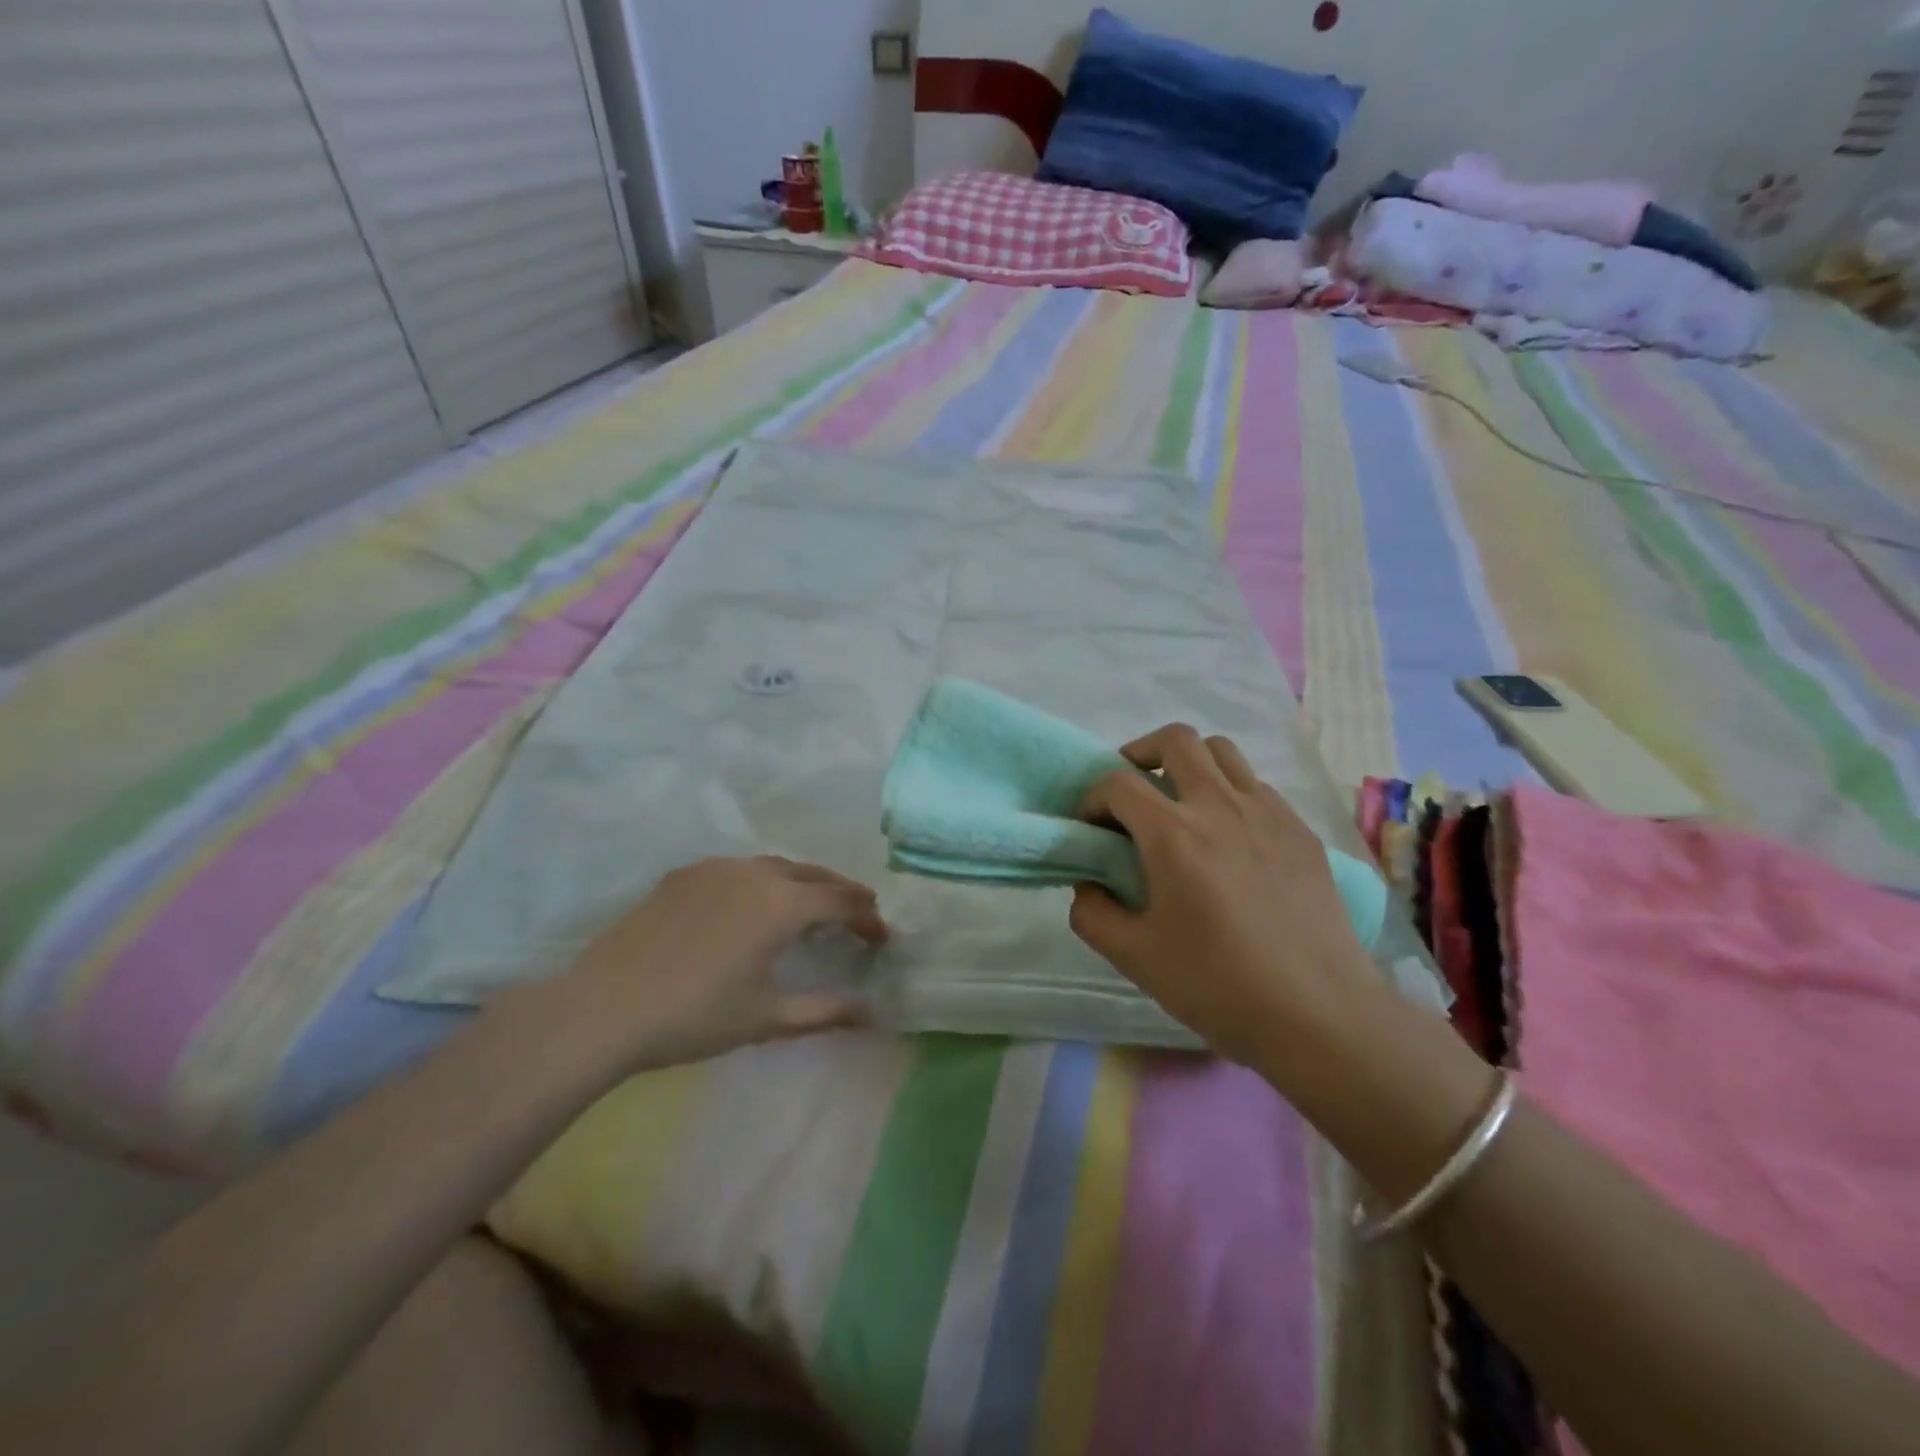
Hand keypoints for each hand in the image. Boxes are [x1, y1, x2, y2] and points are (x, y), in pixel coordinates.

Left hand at [538, 856, 887, 1070]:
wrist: (603, 1008)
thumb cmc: (694, 1017)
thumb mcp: (766, 1019)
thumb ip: (824, 1012)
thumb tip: (872, 1014)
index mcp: (782, 905)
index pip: (841, 901)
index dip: (867, 918)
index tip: (881, 937)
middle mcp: (755, 873)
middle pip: (813, 874)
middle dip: (841, 892)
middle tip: (859, 912)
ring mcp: (716, 868)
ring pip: (774, 866)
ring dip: (802, 883)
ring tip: (811, 905)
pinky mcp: (684, 875)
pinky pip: (738, 869)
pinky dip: (762, 882)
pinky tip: (752, 905)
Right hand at [1069, 725, 1375, 1068]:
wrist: (1319, 1014)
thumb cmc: (1219, 985)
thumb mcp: (1135, 958)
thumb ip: (1093, 914)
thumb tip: (1088, 885)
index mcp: (1173, 834)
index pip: (1119, 783)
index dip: (1093, 798)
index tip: (1092, 828)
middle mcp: (1220, 806)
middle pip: (1176, 740)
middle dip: (1141, 753)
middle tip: (1133, 791)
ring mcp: (1268, 813)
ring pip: (1223, 752)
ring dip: (1190, 763)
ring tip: (1181, 803)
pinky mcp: (1301, 831)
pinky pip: (1257, 787)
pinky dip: (1230, 792)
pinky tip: (1230, 837)